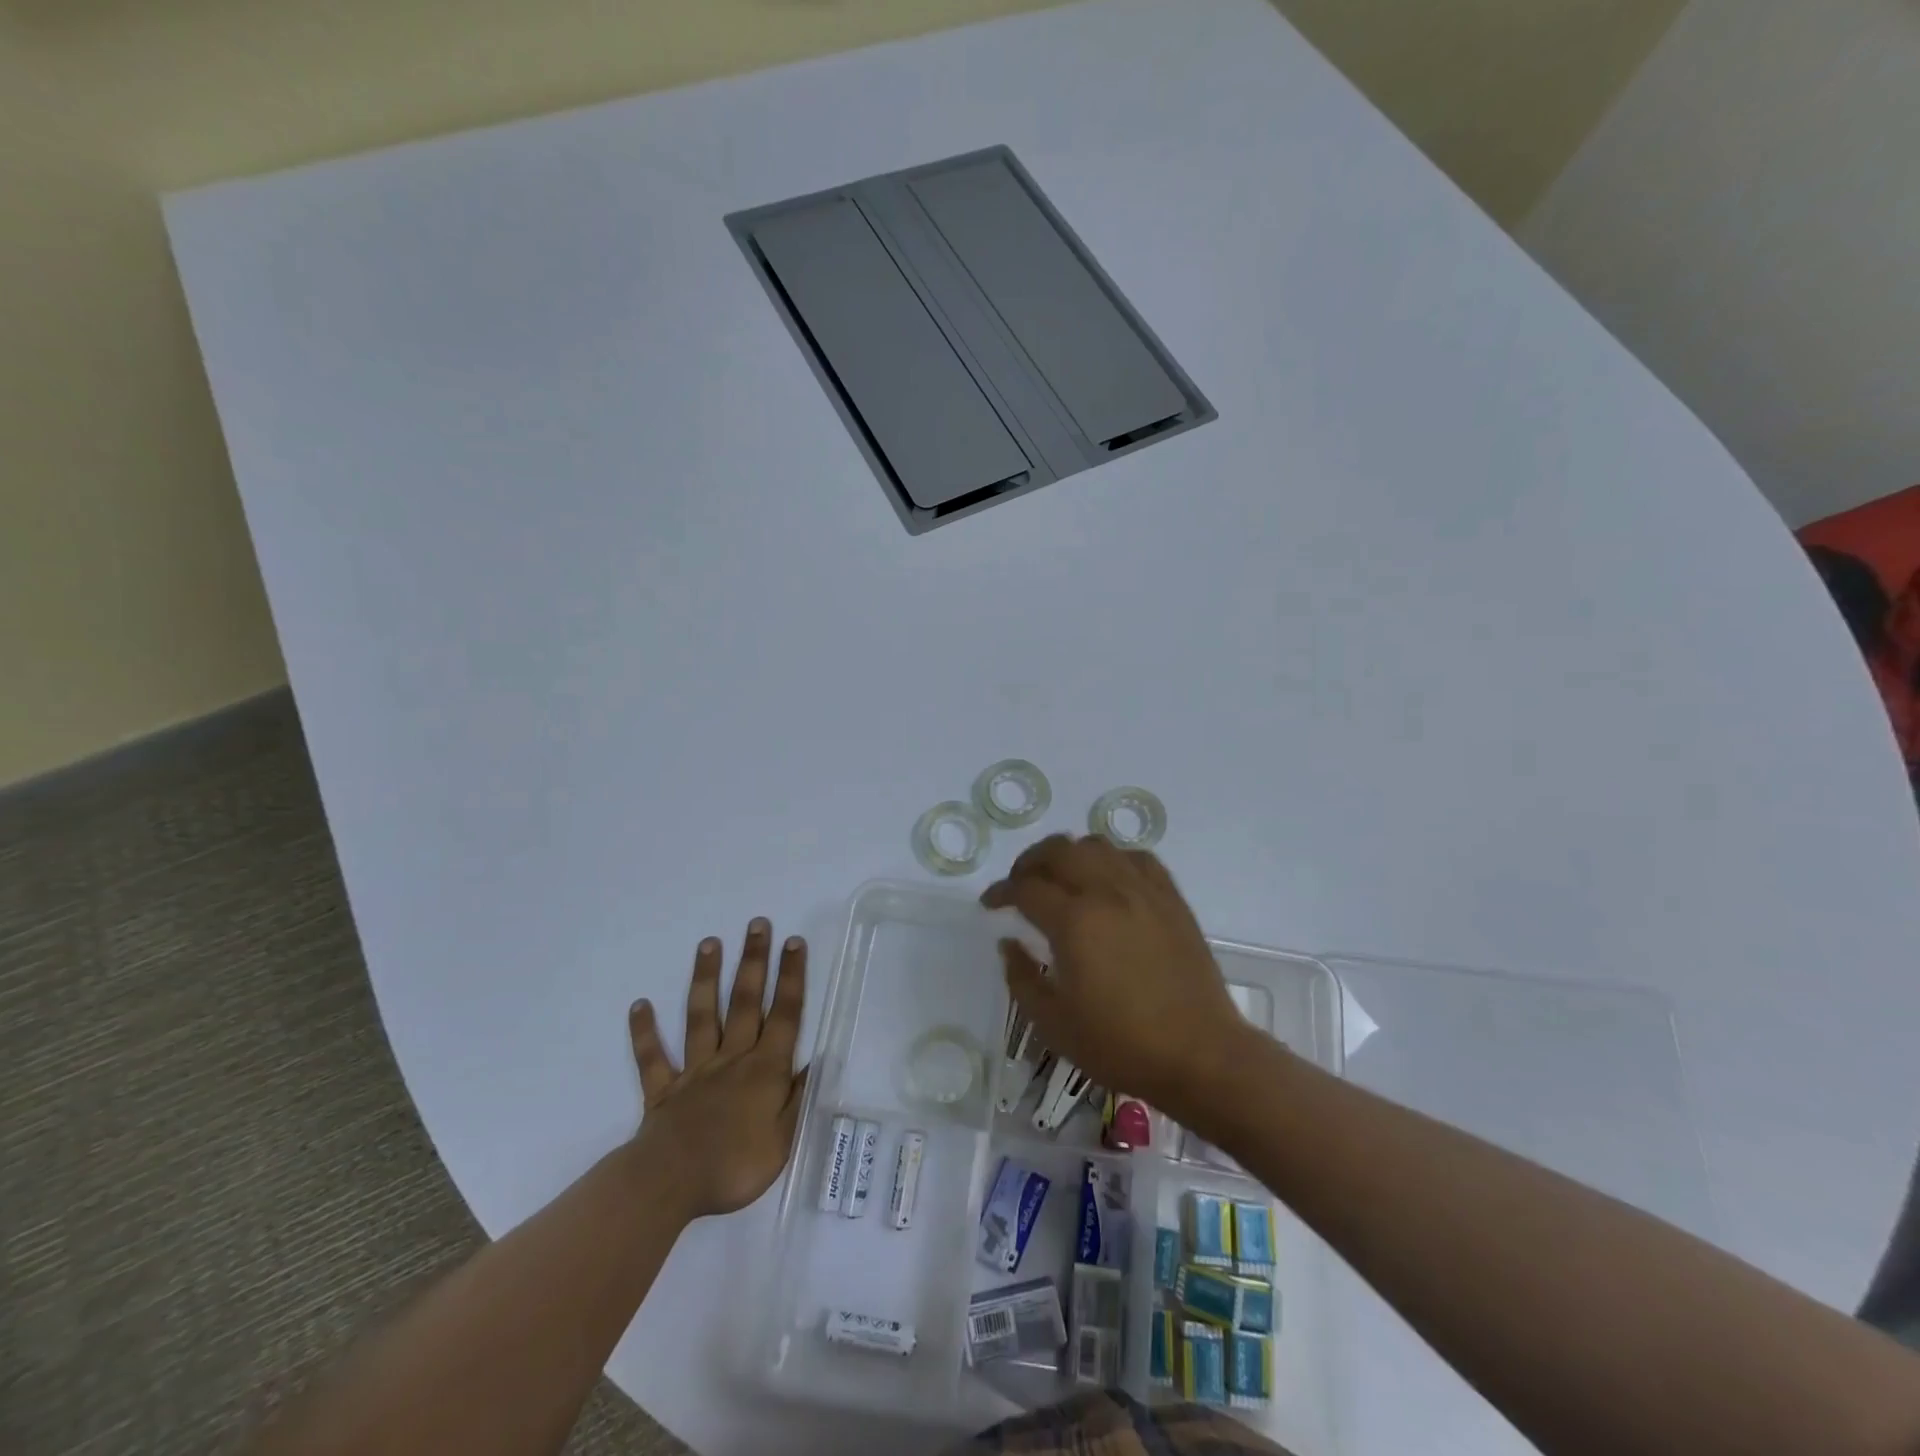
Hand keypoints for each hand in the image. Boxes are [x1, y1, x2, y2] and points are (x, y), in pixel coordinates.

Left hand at [627, 919, 807, 1221]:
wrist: (671, 1185)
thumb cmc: (735, 1166)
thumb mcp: (784, 1139)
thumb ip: (799, 1097)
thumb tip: (817, 1060)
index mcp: (765, 1069)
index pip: (784, 1015)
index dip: (790, 977)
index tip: (793, 942)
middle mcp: (732, 1059)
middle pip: (745, 1002)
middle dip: (753, 961)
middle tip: (756, 924)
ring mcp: (695, 1071)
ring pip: (702, 1016)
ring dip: (706, 978)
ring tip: (708, 943)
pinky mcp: (663, 1090)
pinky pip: (653, 1058)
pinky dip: (645, 1032)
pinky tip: (640, 1005)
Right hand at [981, 836, 1250, 1119]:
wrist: (1200, 1054)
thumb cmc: (1121, 1044)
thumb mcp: (1054, 1024)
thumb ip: (1022, 978)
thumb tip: (1008, 943)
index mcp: (1074, 922)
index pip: (1025, 887)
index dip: (1001, 892)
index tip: (990, 905)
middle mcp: (1107, 892)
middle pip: (1058, 851)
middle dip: (1029, 862)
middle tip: (1019, 885)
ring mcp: (1143, 890)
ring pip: (1097, 845)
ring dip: (1069, 854)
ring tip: (1061, 878)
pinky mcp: (1171, 898)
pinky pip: (1136, 858)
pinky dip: (1112, 860)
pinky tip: (1108, 881)